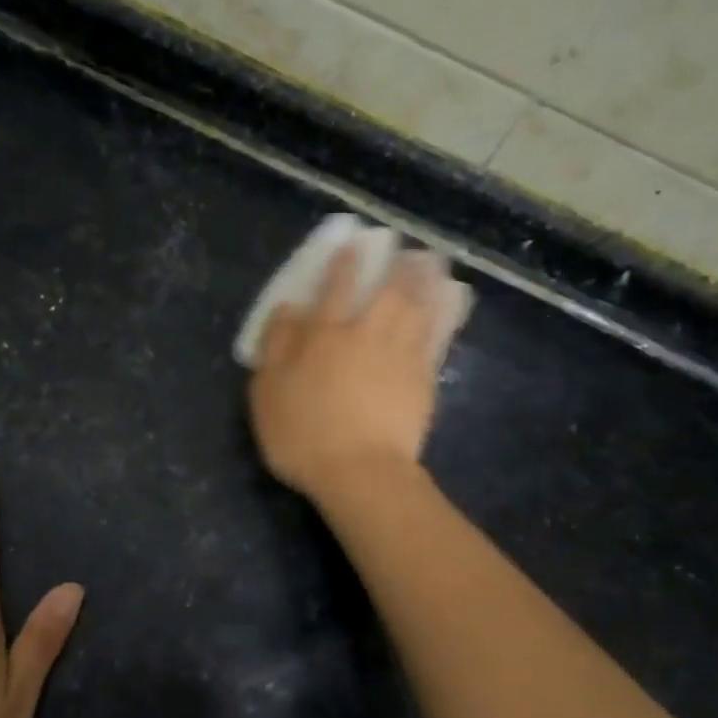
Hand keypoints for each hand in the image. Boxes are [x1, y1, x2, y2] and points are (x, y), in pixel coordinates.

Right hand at [248, 246, 445, 499]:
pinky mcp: (423, 381)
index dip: (344, 264)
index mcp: (325, 335)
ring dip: (426, 283)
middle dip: (399, 267)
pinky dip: (443, 319)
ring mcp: (400, 356)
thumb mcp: (267, 391)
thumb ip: (276, 345)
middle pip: (387, 292)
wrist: (360, 472)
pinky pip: (436, 339)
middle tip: (412, 249)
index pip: (336, 288)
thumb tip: (288, 308)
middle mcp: (366, 335)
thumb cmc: (303, 433)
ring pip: (417, 310)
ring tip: (435, 265)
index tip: (354, 245)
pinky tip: (449, 307)